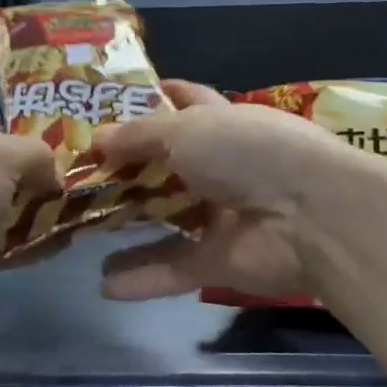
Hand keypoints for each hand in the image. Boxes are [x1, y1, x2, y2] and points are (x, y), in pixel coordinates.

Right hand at [93, 80, 352, 300]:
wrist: (311, 217)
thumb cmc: (248, 153)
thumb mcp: (187, 129)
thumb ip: (139, 136)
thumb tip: (97, 139)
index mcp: (222, 123)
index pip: (184, 103)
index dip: (150, 100)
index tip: (107, 105)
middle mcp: (222, 167)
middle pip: (166, 167)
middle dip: (125, 169)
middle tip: (76, 175)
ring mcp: (222, 216)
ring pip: (166, 221)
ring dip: (127, 226)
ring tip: (80, 229)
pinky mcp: (221, 262)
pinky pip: (174, 269)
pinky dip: (143, 277)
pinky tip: (104, 285)